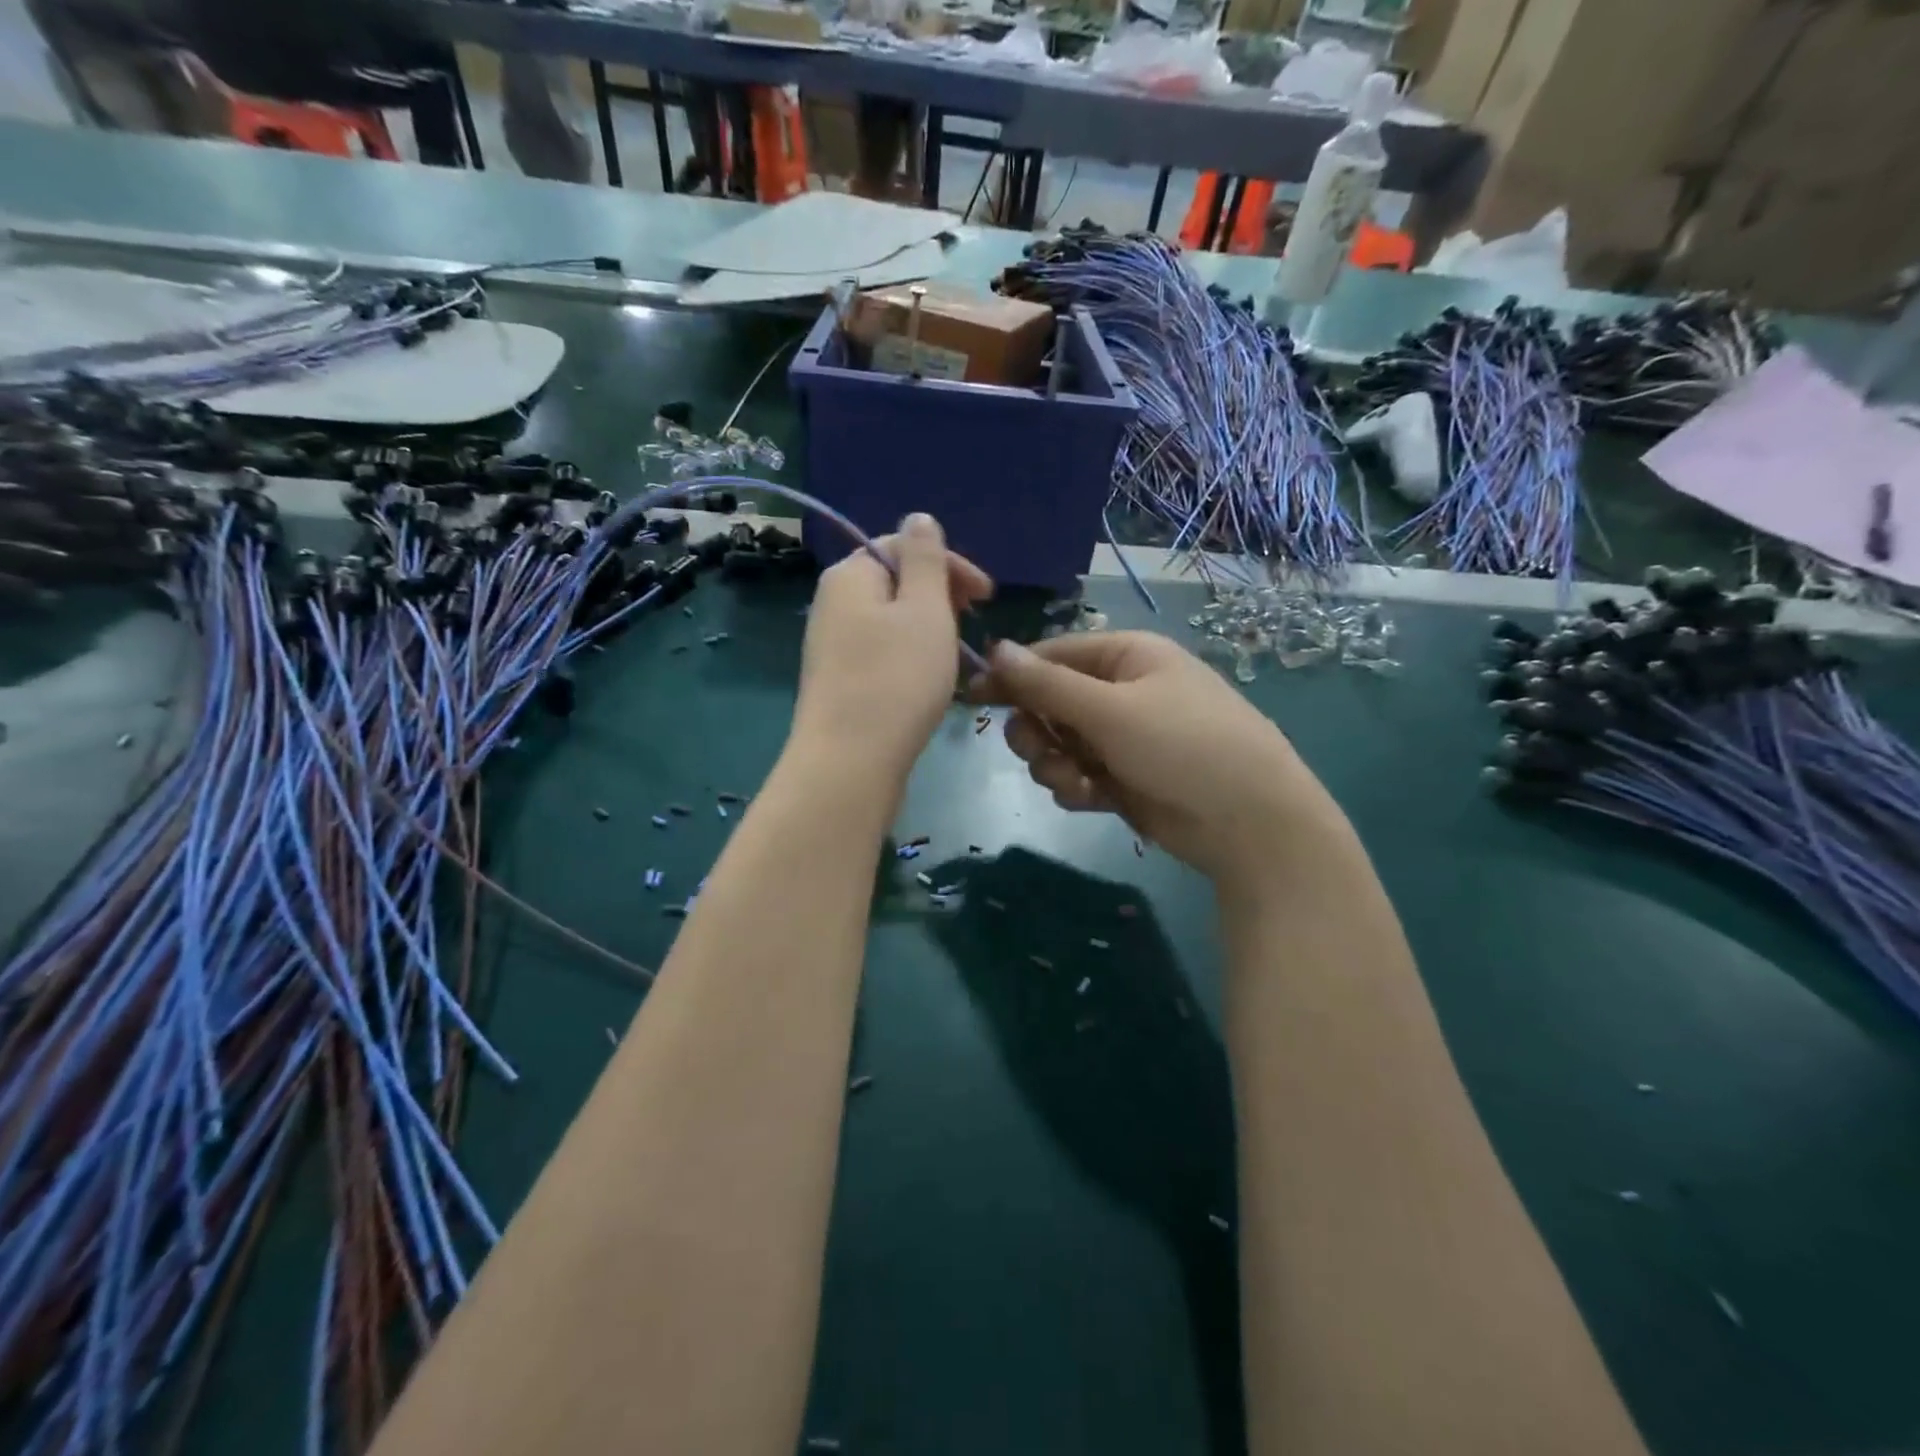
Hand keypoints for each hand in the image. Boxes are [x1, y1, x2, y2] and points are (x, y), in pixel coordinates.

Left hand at [791, 514, 991, 778]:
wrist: (850, 763)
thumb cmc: (896, 679)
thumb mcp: (924, 609)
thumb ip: (925, 559)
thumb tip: (918, 518)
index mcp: (850, 575)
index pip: (903, 546)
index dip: (950, 565)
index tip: (988, 597)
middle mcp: (832, 604)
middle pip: (895, 583)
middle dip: (940, 597)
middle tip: (973, 625)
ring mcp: (831, 646)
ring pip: (890, 621)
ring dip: (929, 630)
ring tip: (956, 657)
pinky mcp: (838, 682)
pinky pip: (881, 653)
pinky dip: (910, 657)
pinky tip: (929, 682)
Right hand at [971, 632, 1337, 885]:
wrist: (1249, 822)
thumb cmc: (1183, 746)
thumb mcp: (1111, 710)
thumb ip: (1047, 685)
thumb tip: (994, 649)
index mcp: (1125, 656)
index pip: (1050, 656)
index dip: (1011, 676)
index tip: (973, 698)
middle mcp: (1121, 691)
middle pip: (1048, 702)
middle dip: (1036, 730)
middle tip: (1037, 750)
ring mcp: (1122, 737)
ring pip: (1057, 743)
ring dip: (1054, 764)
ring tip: (1076, 782)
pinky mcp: (1122, 777)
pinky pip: (1076, 773)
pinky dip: (1075, 786)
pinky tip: (1091, 799)